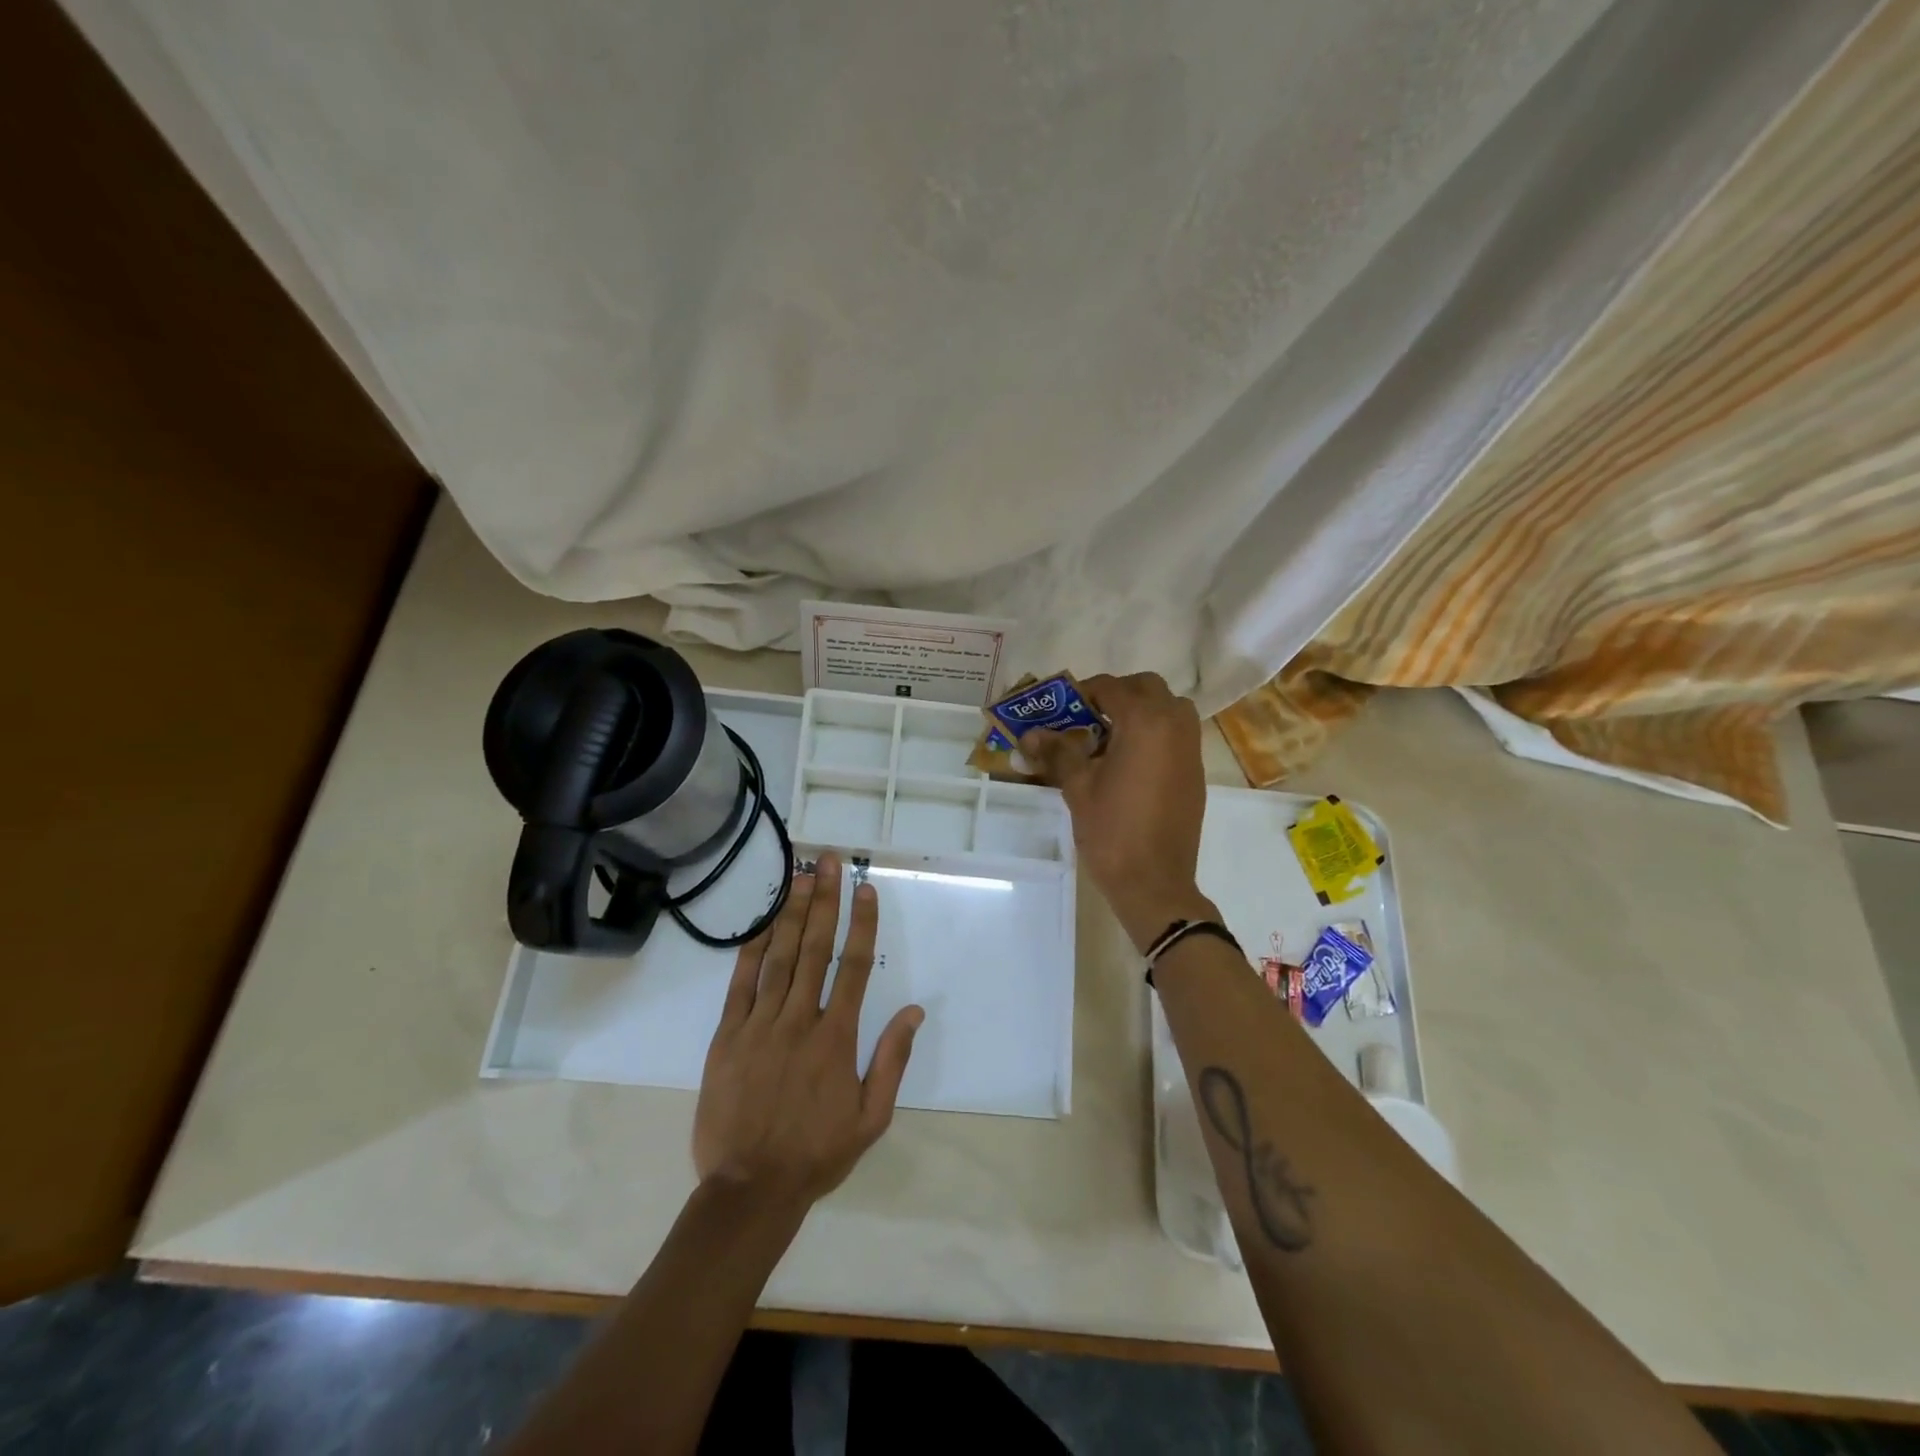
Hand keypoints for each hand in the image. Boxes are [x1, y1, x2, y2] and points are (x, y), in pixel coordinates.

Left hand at [693, 853, 922, 1212]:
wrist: (750, 1189)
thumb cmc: (817, 1153)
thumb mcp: (871, 1118)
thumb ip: (892, 1060)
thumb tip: (915, 1012)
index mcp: (837, 1038)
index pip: (855, 967)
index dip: (862, 924)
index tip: (866, 889)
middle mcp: (800, 1021)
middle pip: (815, 949)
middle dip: (824, 901)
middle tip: (828, 862)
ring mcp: (760, 1025)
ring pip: (778, 958)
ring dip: (790, 914)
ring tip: (799, 877)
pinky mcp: (727, 1037)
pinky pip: (740, 985)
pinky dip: (751, 951)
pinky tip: (761, 924)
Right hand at [1019, 673, 1215, 951]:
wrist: (1154, 881)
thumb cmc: (1112, 831)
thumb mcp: (1078, 788)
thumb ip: (1058, 752)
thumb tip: (1031, 733)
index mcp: (1144, 722)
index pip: (1111, 687)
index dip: (1083, 693)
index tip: (1061, 710)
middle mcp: (1174, 725)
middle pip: (1147, 687)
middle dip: (1117, 695)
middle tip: (1087, 718)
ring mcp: (1190, 748)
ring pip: (1168, 708)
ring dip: (1141, 711)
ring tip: (1109, 738)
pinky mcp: (1195, 771)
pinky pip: (1177, 733)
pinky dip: (1155, 732)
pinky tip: (1128, 762)